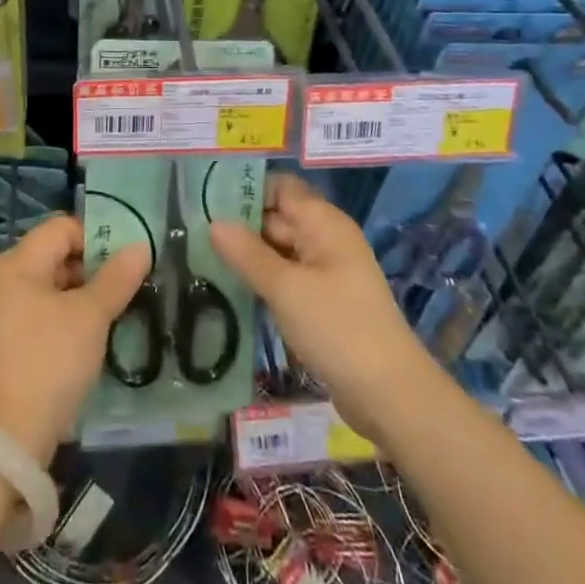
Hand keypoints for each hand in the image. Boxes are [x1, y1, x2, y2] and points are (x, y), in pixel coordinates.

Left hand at [0, 215, 151, 463]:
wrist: (3, 440)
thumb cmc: (48, 362)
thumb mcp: (90, 317)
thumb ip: (116, 278)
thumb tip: (141, 246)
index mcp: (19, 262)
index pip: (62, 227)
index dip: (97, 235)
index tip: (129, 257)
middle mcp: (6, 280)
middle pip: (57, 255)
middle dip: (94, 267)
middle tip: (130, 285)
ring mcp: (4, 314)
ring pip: (53, 288)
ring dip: (85, 296)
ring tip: (119, 311)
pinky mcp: (8, 345)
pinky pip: (44, 315)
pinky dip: (69, 319)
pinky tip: (94, 339)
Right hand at [209, 172, 426, 440]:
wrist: (391, 396)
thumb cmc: (338, 328)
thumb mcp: (286, 289)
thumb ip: (247, 254)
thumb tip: (213, 222)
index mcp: (323, 223)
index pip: (280, 187)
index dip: (246, 189)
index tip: (207, 200)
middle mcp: (325, 239)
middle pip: (277, 217)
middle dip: (240, 225)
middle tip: (193, 233)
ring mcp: (326, 272)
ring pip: (279, 250)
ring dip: (248, 255)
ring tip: (203, 258)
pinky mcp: (323, 302)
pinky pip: (286, 278)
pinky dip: (263, 280)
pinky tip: (232, 288)